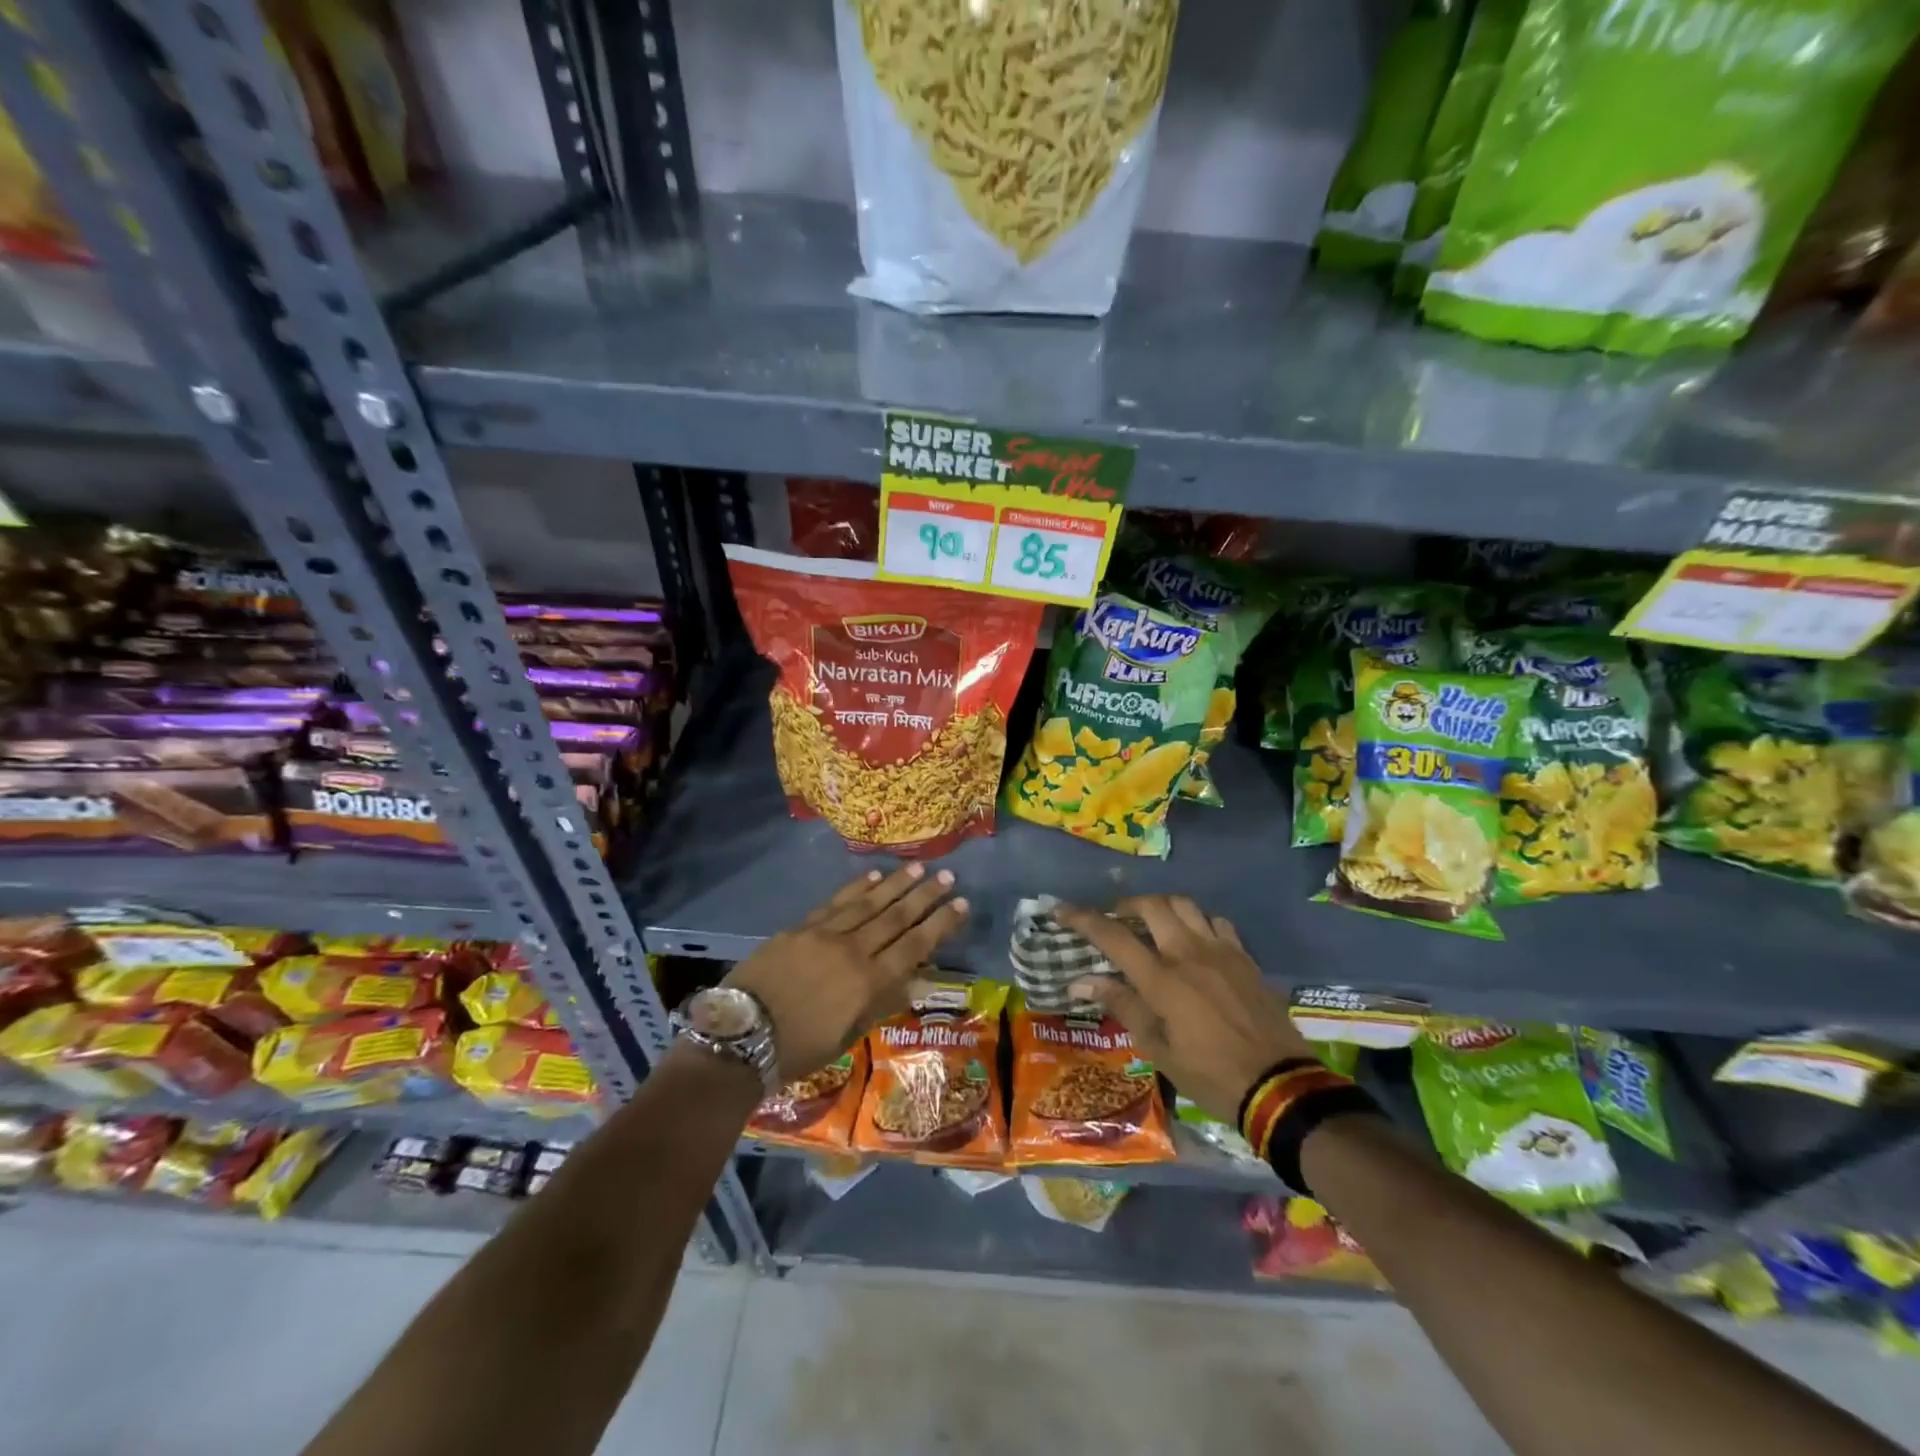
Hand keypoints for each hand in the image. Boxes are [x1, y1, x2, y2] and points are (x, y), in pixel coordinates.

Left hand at [724, 863, 966, 1081]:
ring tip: (919, 868)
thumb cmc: (798, 1049)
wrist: (739, 1037)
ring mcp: (825, 935)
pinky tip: (874, 876)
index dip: (940, 924)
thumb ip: (883, 1002)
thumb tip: (918, 978)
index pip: (915, 946)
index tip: (961, 904)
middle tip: (948, 876)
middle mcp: (853, 951)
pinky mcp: (801, 927)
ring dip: (896, 884)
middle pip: (896, 918)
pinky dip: (856, 887)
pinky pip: (836, 902)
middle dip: (925, 896)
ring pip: (869, 903)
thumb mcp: (848, 1035)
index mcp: (868, 983)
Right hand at [1055, 894, 1312, 1123]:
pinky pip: (1216, 922)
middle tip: (1114, 920)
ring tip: (1152, 925)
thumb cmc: (1209, 1074)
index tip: (1059, 909)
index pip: (1112, 935)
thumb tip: (1080, 981)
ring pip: (1184, 905)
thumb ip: (1121, 1005)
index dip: (1081, 918)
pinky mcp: (1244, 957)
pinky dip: (1197, 922)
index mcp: (1161, 978)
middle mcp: (1188, 953)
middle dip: (1125, 905)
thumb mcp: (1157, 1049)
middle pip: (1151, 905)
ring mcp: (1220, 950)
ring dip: (1161, 907)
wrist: (1279, 1085)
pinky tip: (1194, 941)